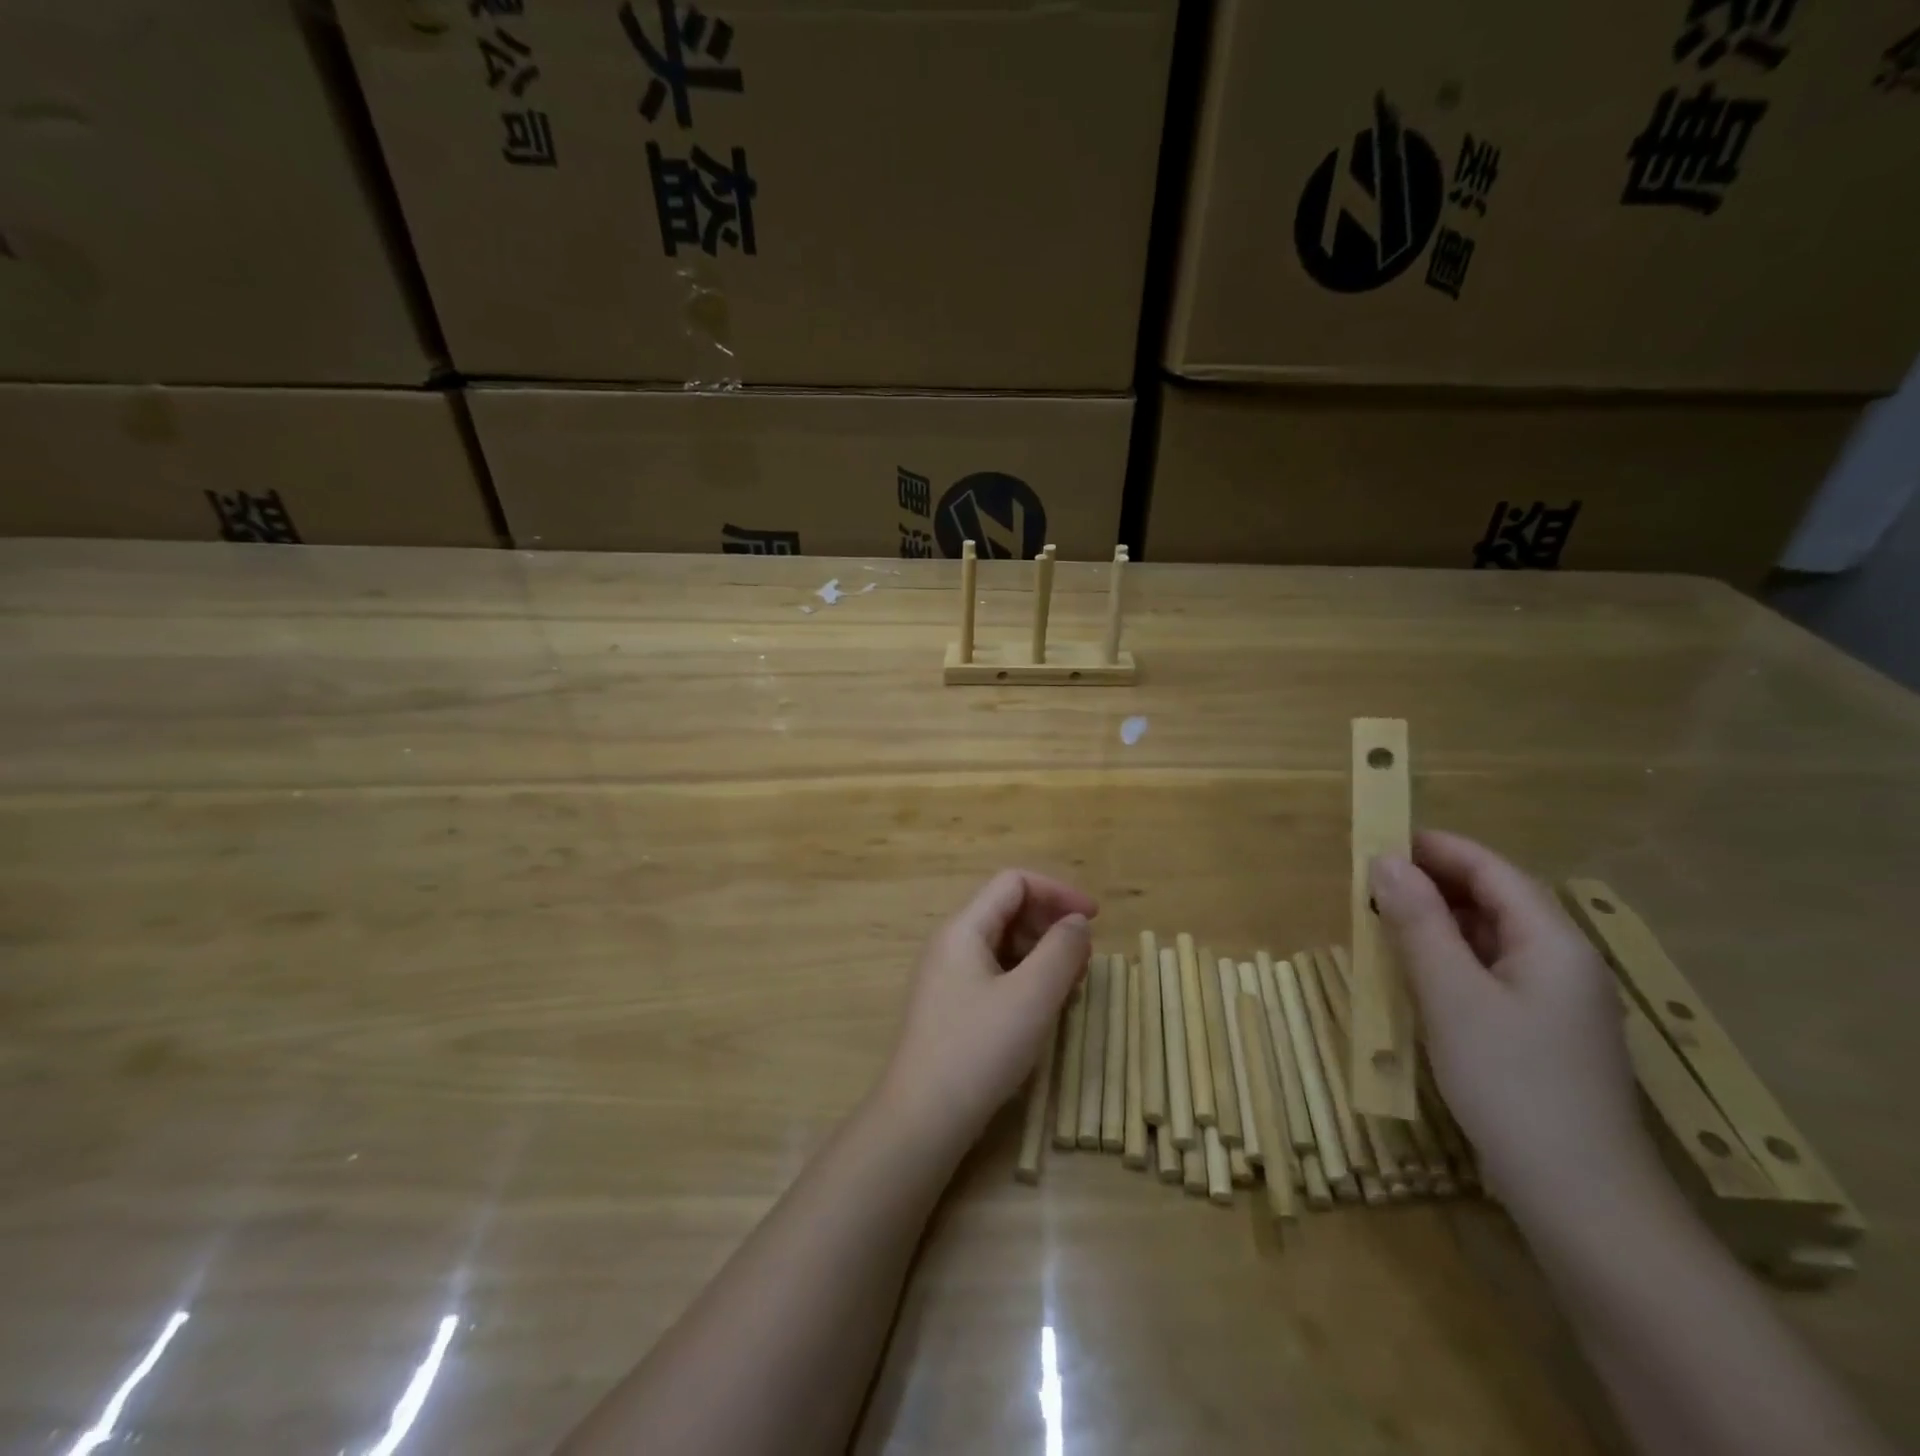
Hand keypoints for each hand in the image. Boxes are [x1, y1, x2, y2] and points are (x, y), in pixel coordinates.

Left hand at [878, 871, 1095, 1152]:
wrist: (921, 1119)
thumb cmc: (978, 1050)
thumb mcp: (1031, 997)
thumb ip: (1061, 950)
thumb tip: (1076, 922)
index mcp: (964, 929)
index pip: (1014, 883)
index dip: (1057, 892)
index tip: (1094, 919)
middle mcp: (951, 944)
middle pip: (1008, 910)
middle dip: (1051, 925)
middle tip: (1085, 961)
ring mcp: (948, 977)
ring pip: (1003, 945)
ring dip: (1042, 954)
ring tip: (1071, 986)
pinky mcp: (952, 1007)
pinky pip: (995, 974)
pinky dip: (1026, 979)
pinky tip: (1045, 1007)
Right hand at [1369, 831, 1656, 1214]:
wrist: (1581, 1200)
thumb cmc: (1512, 1083)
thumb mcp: (1451, 994)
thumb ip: (1418, 921)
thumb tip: (1384, 860)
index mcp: (1552, 941)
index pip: (1491, 870)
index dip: (1434, 848)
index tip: (1376, 841)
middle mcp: (1562, 961)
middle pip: (1493, 899)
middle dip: (1430, 884)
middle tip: (1367, 887)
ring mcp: (1555, 1000)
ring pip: (1489, 938)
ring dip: (1435, 923)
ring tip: (1379, 924)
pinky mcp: (1540, 1032)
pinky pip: (1489, 973)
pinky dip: (1448, 960)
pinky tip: (1413, 975)